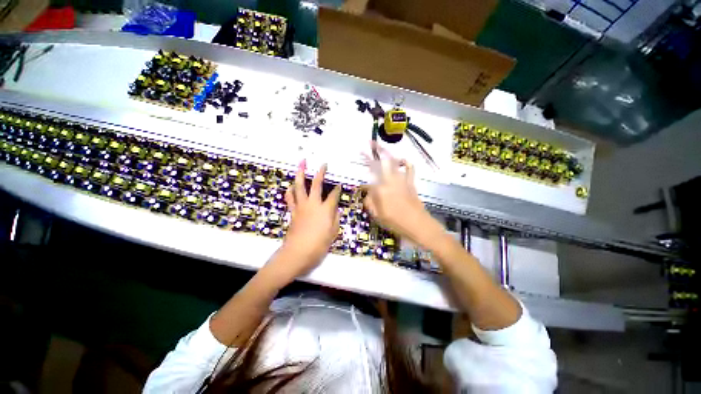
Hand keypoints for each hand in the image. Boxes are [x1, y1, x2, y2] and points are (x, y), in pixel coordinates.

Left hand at [270, 160, 339, 279]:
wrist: (297, 253)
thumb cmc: (318, 245)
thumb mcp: (333, 233)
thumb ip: (335, 219)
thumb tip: (336, 210)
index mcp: (325, 209)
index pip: (333, 196)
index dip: (337, 190)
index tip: (339, 185)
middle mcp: (313, 204)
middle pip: (317, 185)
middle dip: (321, 173)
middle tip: (323, 164)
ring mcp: (301, 206)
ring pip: (300, 186)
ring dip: (301, 174)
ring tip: (302, 164)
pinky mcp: (293, 211)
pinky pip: (290, 197)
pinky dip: (291, 190)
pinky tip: (292, 186)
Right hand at [363, 142, 439, 246]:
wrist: (419, 225)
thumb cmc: (396, 223)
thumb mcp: (378, 216)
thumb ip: (370, 203)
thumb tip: (367, 193)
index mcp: (381, 190)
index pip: (369, 179)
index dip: (363, 178)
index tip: (359, 172)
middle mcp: (391, 181)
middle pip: (383, 161)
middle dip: (376, 150)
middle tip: (369, 143)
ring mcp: (402, 180)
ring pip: (395, 162)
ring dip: (388, 152)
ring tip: (382, 147)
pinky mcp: (411, 182)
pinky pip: (409, 168)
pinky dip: (406, 162)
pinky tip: (402, 161)